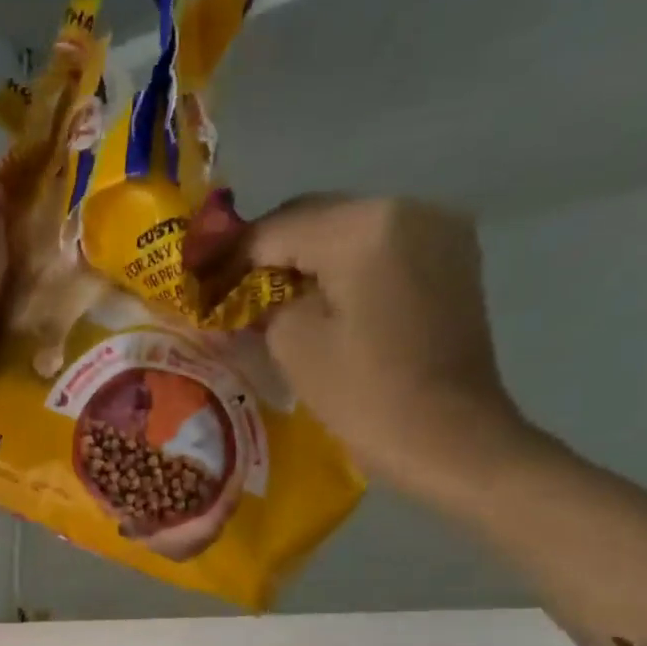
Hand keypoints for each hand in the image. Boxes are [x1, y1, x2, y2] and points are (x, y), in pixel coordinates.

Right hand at [192, 194, 536, 496]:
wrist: (449, 437)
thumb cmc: (363, 394)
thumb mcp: (292, 344)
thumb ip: (263, 302)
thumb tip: (251, 294)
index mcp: (363, 226)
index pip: (275, 229)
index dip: (228, 256)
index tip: (196, 281)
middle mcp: (407, 208)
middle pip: (314, 218)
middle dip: (266, 251)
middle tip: (226, 288)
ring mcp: (437, 230)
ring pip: (346, 230)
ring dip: (303, 258)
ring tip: (266, 295)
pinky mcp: (450, 258)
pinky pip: (379, 248)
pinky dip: (341, 266)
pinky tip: (316, 297)